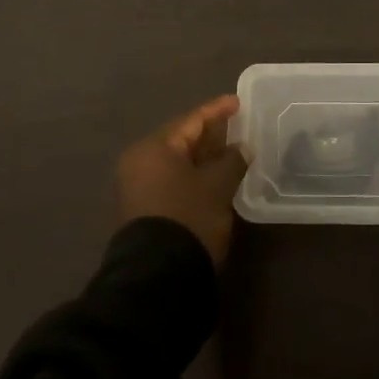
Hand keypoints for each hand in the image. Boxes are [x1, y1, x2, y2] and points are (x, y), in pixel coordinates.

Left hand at [116, 95, 247, 265]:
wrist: (158, 277)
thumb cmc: (188, 218)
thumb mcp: (217, 186)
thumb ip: (232, 160)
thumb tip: (241, 147)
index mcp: (154, 148)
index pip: (191, 121)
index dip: (217, 110)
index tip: (238, 101)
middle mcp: (140, 162)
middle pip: (180, 140)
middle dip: (209, 134)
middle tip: (237, 126)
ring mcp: (138, 187)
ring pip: (177, 162)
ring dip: (203, 157)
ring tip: (231, 152)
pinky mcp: (143, 209)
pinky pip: (172, 180)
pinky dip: (193, 175)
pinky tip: (214, 178)